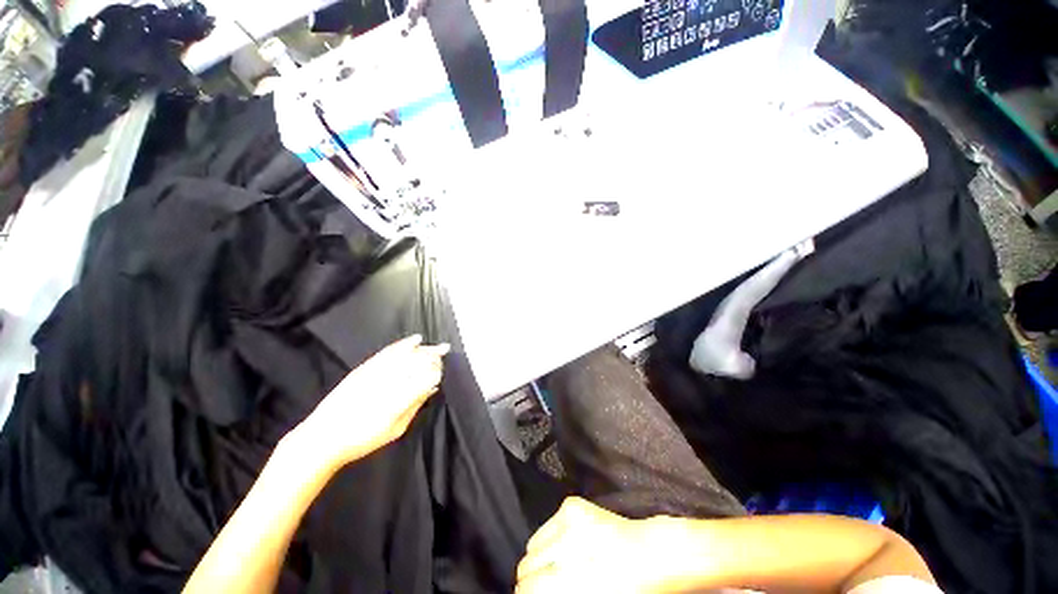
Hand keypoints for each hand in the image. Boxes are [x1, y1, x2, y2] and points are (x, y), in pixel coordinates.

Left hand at [292, 335, 448, 471]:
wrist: (323, 437)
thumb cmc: (363, 440)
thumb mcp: (396, 429)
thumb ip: (415, 406)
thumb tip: (432, 388)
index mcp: (400, 400)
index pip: (427, 377)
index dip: (438, 372)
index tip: (443, 372)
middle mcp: (389, 382)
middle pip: (419, 362)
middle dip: (434, 357)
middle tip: (445, 354)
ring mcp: (376, 372)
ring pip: (407, 354)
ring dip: (425, 349)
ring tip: (438, 347)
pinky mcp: (365, 367)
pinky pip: (389, 351)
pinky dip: (404, 344)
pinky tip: (416, 339)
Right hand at [516, 498, 673, 593]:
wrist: (649, 553)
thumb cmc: (626, 588)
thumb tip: (531, 591)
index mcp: (570, 578)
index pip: (528, 586)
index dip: (526, 593)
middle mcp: (566, 545)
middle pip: (526, 563)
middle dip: (532, 576)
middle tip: (546, 582)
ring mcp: (569, 520)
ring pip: (533, 543)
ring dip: (540, 556)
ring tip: (559, 563)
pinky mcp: (572, 504)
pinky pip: (546, 525)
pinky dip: (551, 537)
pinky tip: (568, 544)